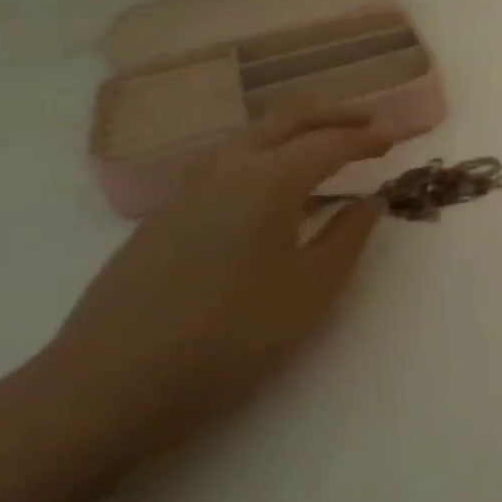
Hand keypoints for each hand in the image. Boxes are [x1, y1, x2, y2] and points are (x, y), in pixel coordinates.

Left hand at [31, 107, 391, 461]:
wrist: (107, 385)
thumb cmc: (230, 336)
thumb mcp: (312, 290)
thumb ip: (349, 237)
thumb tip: (369, 201)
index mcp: (270, 180)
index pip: (329, 142)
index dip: (366, 138)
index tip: (394, 140)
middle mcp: (228, 168)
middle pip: (287, 119)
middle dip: (333, 116)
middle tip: (369, 125)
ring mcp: (189, 189)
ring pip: (252, 134)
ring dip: (295, 130)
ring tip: (326, 148)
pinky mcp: (165, 214)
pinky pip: (228, 160)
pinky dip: (265, 152)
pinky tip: (273, 186)